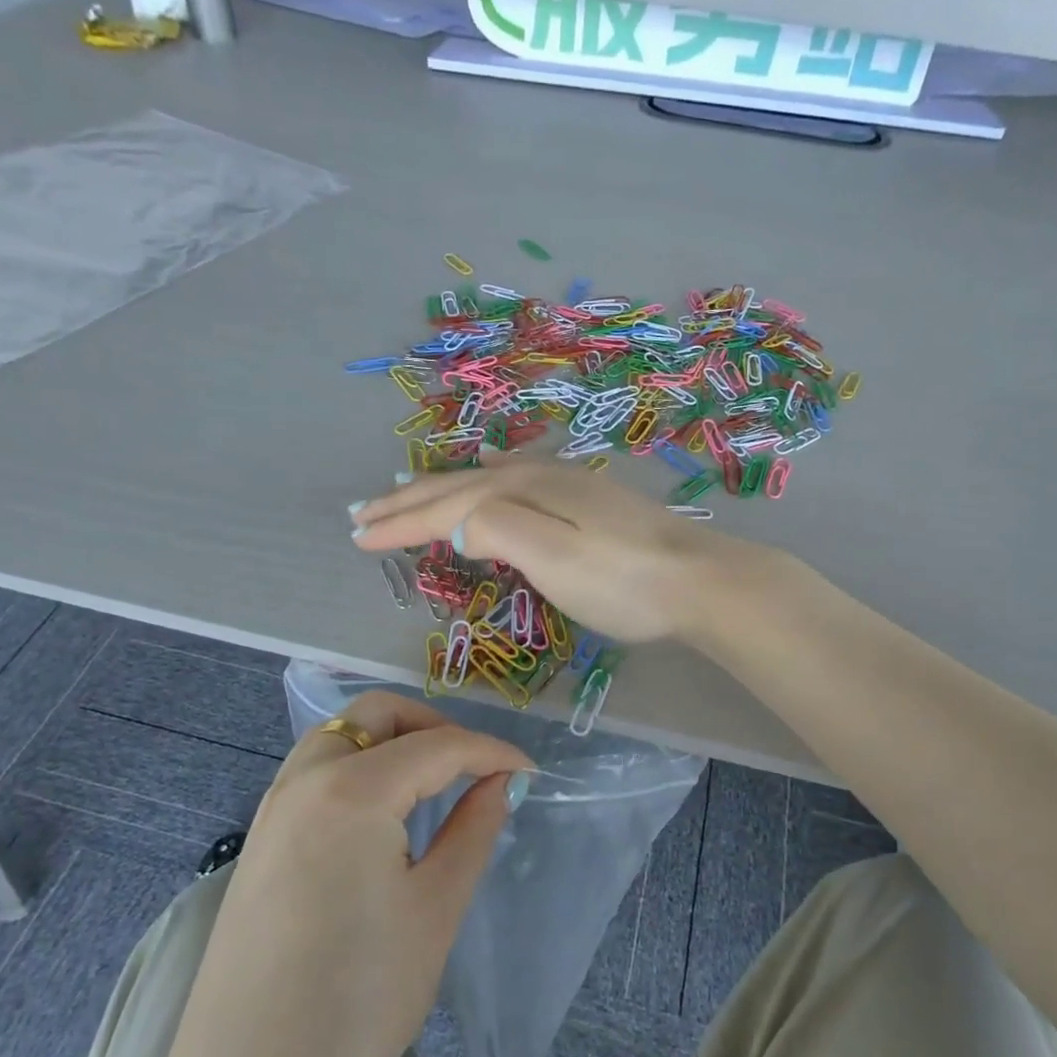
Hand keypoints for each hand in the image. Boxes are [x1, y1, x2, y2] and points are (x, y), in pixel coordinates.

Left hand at [161, 691, 532, 1056]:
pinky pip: (316, 772)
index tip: (529, 772)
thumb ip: (473, 829)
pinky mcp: (259, 841)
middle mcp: (303, 780)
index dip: (491, 752)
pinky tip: (385, 818)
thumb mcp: (435, 909)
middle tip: (473, 770)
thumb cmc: (359, 1002)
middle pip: (377, 714)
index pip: (437, 745)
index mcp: (350, 790)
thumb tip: (500, 783)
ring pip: (341, 736)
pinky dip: (360, 769)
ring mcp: (272, 809)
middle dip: (434, 726)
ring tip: (434, 790)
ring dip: (393, 743)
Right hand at [350, 459, 740, 642]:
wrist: (701, 581)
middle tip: (361, 512)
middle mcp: (539, 477)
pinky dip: (482, 482)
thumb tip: (454, 526)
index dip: (400, 522)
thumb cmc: (623, 580)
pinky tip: (485, 475)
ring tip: (404, 489)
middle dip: (408, 500)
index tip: (355, 537)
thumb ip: (498, 532)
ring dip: (439, 488)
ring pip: (484, 480)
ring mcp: (566, 485)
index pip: (446, 507)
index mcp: (524, 491)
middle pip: (459, 486)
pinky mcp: (585, 501)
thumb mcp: (554, 559)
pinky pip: (513, 481)